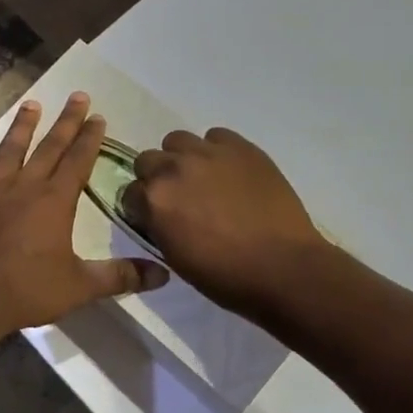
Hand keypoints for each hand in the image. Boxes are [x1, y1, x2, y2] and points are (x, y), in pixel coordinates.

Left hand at [0, 93, 169, 339]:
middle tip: (77, 96)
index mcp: (55, 201)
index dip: (90, 138)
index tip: (98, 116)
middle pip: (49, 147)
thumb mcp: (80, 287)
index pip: (78, 161)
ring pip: (9, 150)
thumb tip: (163, 275)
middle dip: (66, 121)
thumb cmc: (26, 290)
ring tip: (32, 104)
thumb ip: (120, 276)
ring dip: (22, 127)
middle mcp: (24, 186)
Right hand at [123, 128, 329, 318]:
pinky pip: (216, 136)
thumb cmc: (225, 276)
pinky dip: (216, 151)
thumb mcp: (175, 257)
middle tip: (179, 198)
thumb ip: (157, 226)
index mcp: (154, 200)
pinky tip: (230, 172)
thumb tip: (155, 214)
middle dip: (157, 178)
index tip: (155, 218)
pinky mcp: (240, 147)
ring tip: (203, 178)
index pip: (129, 192)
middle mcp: (174, 169)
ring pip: (178, 141)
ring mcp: (208, 153)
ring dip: (183, 158)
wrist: (283, 268)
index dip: (141, 206)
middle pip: (148, 160)